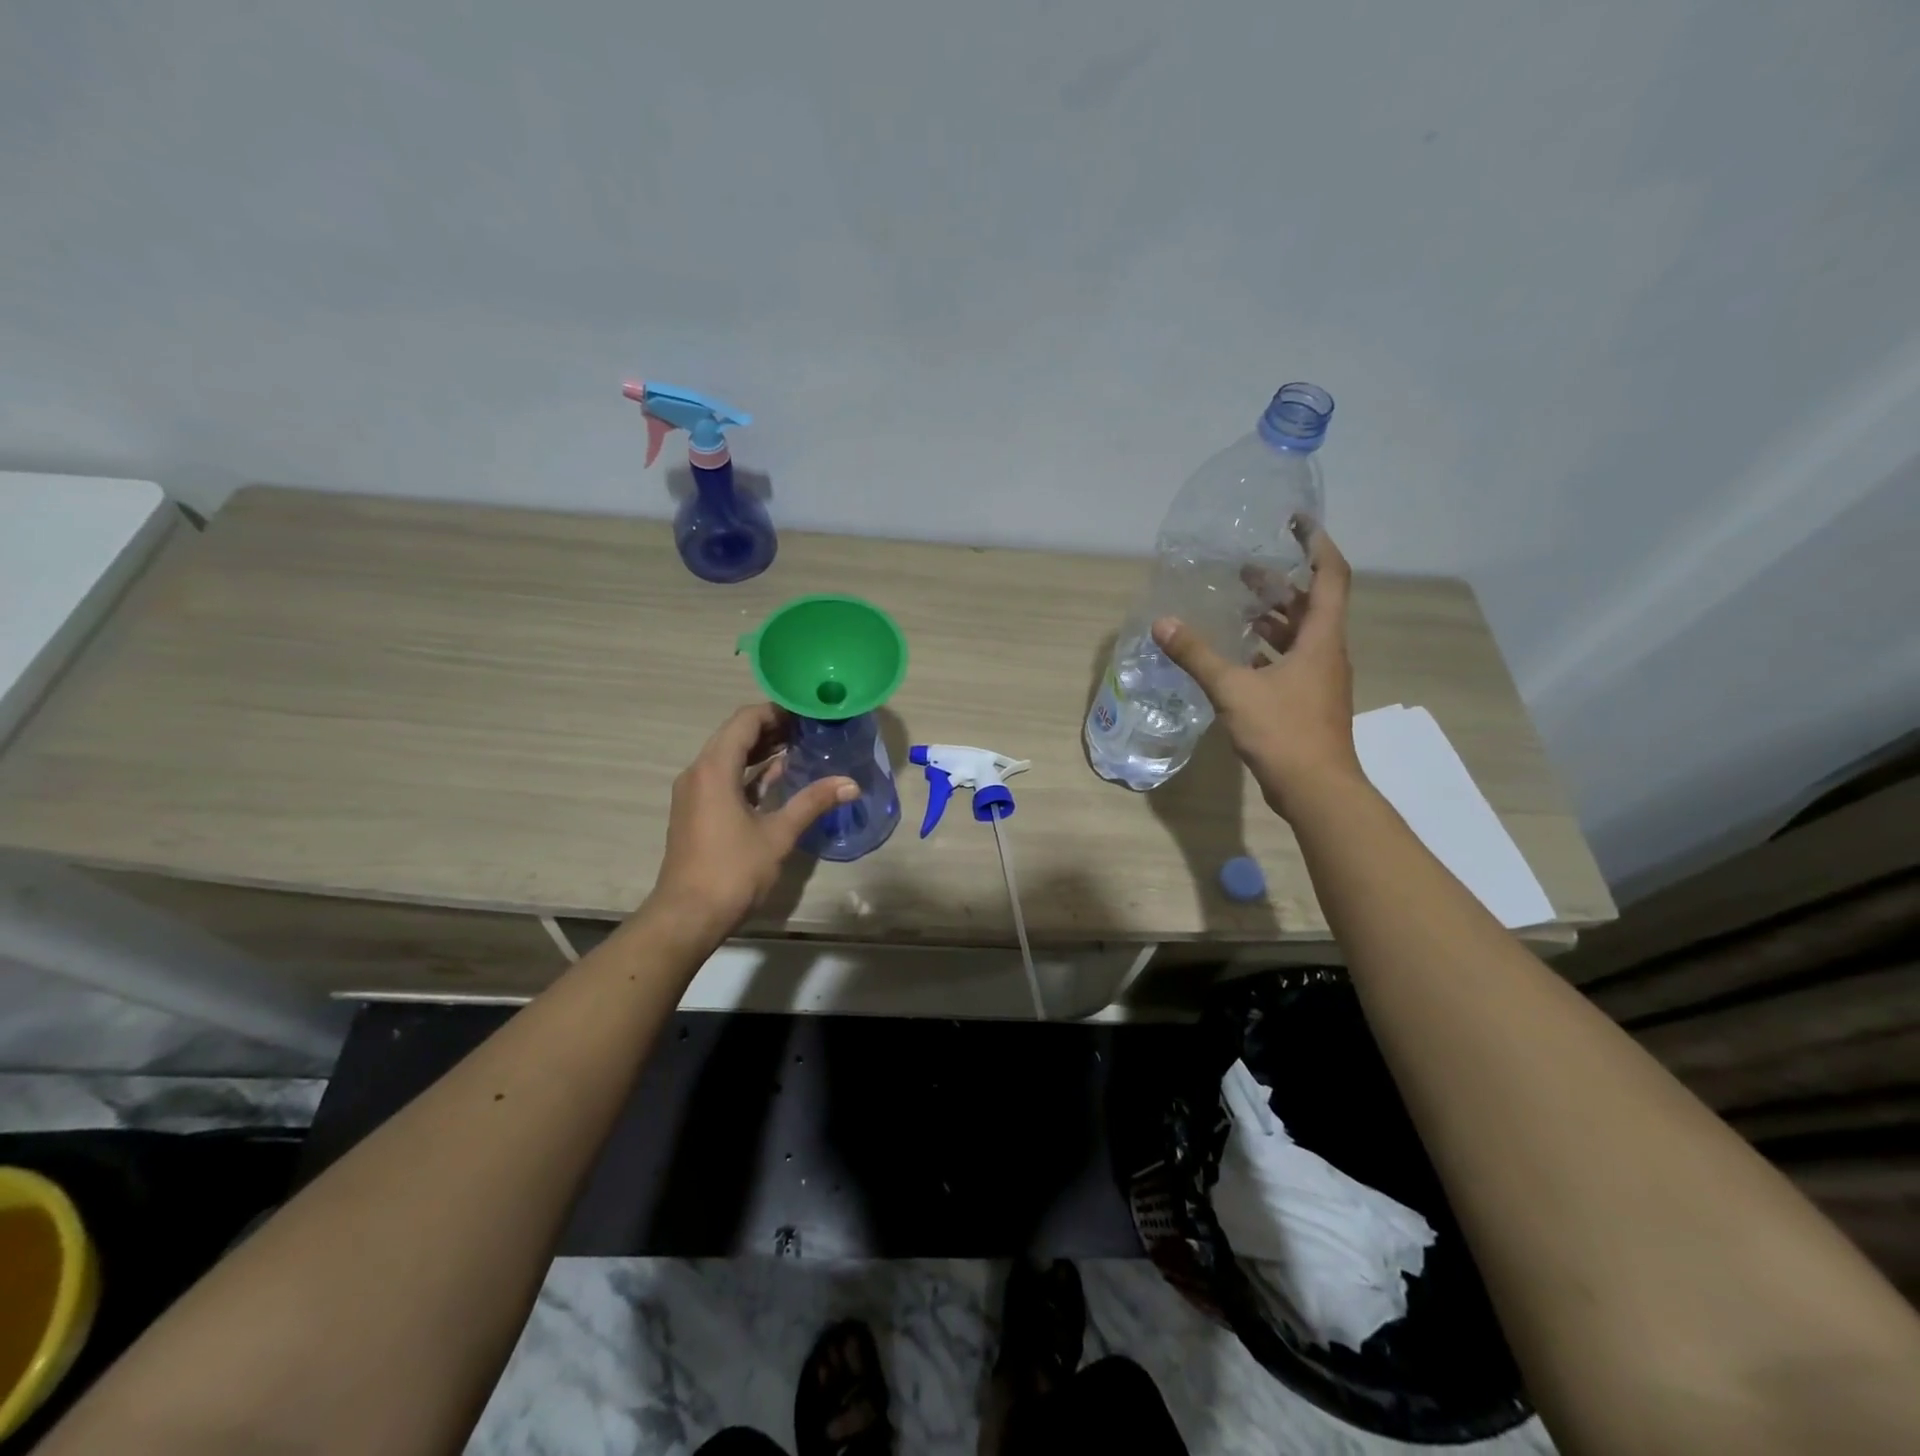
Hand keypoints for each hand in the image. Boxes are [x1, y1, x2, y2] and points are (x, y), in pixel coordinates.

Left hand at [643, 703, 856, 942]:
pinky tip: (777, 777)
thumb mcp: (778, 834)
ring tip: (799, 747)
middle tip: (810, 727)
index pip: (745, 721)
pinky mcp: (696, 811)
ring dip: (760, 749)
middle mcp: (698, 772)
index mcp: (714, 769)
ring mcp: (694, 793)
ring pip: (728, 756)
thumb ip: (813, 802)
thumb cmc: (733, 870)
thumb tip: (851, 784)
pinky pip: (723, 777)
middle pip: (735, 735)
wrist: (687, 915)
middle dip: (771, 728)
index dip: (777, 711)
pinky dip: (749, 772)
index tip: (808, 712)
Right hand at [1152, 527, 1362, 818]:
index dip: (1315, 544)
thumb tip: (1163, 623)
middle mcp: (1326, 652)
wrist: (1316, 789)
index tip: (1295, 522)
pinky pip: (1290, 662)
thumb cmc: (1283, 732)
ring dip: (1274, 617)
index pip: (1330, 576)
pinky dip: (1267, 650)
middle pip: (1312, 604)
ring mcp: (1319, 679)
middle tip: (1246, 569)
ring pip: (1300, 635)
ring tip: (1239, 605)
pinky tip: (1239, 655)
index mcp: (1320, 639)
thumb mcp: (1233, 690)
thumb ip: (1197, 655)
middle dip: (1282, 582)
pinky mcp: (1308, 701)